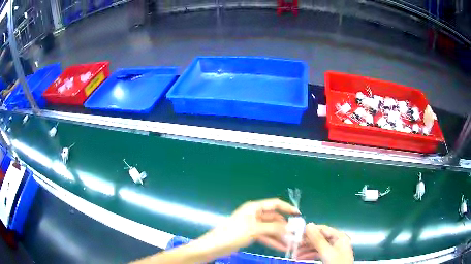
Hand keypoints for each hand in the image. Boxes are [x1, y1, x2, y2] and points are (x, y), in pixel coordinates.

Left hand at [196, 198, 299, 257]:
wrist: (215, 246)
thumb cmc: (234, 233)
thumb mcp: (255, 230)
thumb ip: (273, 228)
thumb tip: (289, 228)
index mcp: (254, 208)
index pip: (274, 204)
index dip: (287, 208)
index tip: (298, 214)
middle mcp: (255, 215)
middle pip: (274, 218)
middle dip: (285, 226)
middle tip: (296, 234)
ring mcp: (253, 226)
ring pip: (271, 229)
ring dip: (280, 235)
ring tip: (291, 243)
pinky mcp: (251, 235)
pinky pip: (265, 236)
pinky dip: (273, 241)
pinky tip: (282, 247)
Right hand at [297, 223, 353, 263]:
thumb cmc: (337, 263)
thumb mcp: (326, 252)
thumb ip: (318, 239)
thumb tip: (308, 225)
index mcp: (339, 237)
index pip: (323, 229)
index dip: (310, 231)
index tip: (296, 234)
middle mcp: (336, 242)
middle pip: (319, 238)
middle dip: (306, 243)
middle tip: (294, 246)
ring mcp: (333, 250)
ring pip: (317, 247)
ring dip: (305, 250)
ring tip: (294, 254)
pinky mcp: (329, 257)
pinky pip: (317, 253)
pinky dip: (309, 255)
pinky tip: (300, 258)